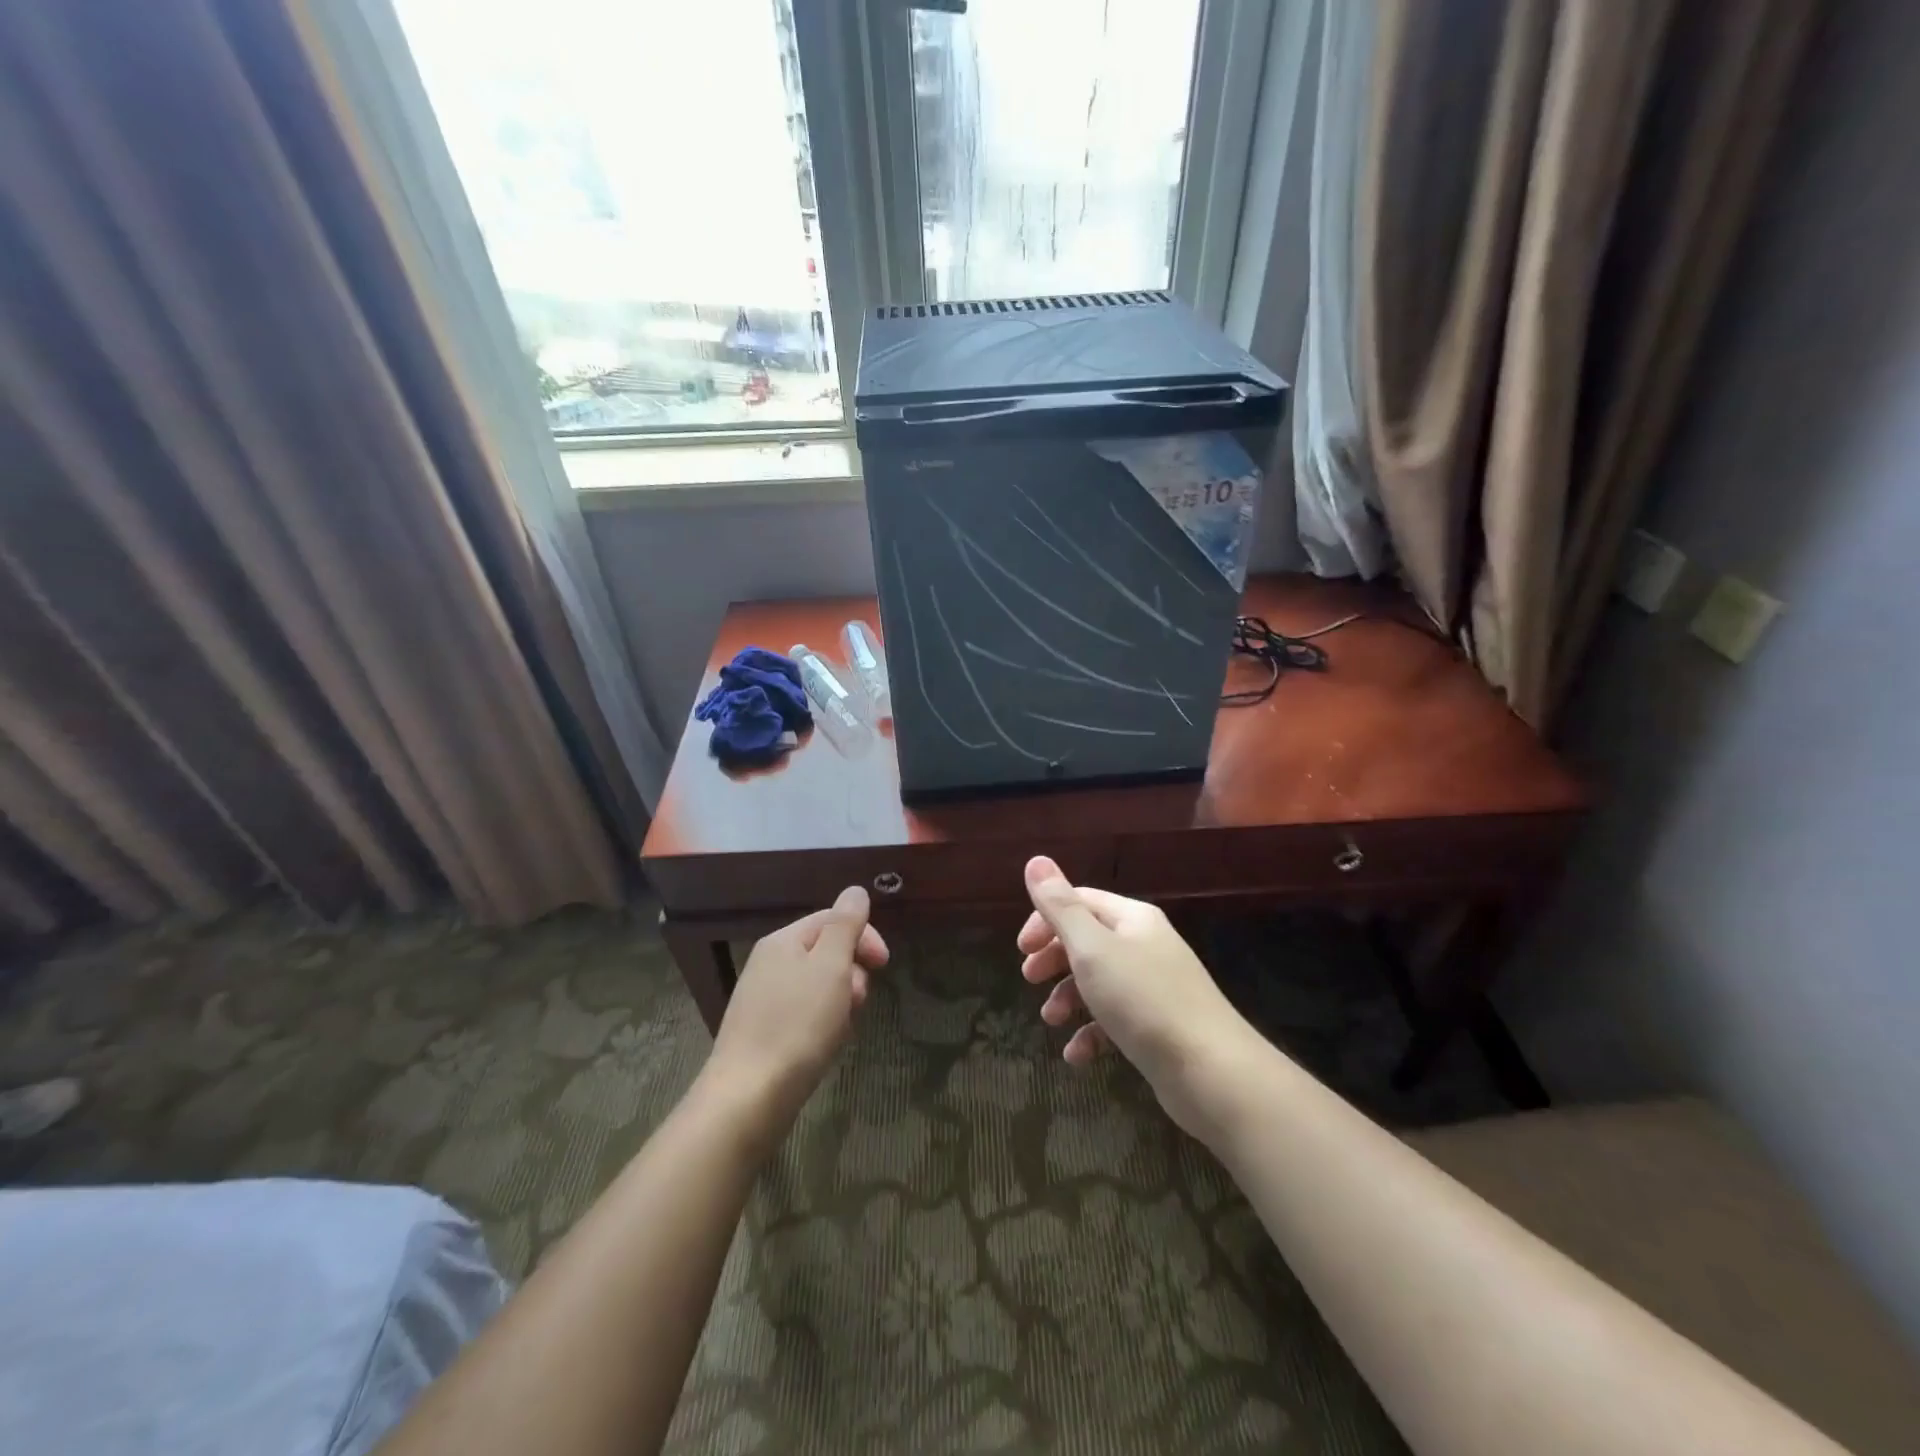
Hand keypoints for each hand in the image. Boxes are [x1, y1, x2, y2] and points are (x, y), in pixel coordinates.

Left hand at [706, 887, 888, 1135]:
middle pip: (826, 953)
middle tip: (856, 1001)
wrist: (749, 1097)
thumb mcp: (831, 967)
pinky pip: (805, 1014)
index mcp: (782, 941)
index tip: (884, 964)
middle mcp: (769, 963)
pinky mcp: (763, 1032)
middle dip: (852, 973)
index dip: (864, 936)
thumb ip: (845, 925)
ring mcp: (763, 999)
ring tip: (840, 1029)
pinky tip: (825, 1045)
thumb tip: (855, 891)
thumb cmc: (797, 1025)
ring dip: (840, 1001)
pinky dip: (823, 1024)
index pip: (832, 919)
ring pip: (819, 986)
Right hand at [1018, 856, 1250, 1130]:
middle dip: (1055, 959)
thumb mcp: (1092, 949)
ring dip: (1068, 998)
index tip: (1021, 950)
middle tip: (1029, 980)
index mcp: (1133, 918)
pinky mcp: (1159, 1026)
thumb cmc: (1144, 1001)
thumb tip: (1035, 860)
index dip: (1046, 919)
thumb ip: (1060, 907)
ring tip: (1051, 1021)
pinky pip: (1115, 1020)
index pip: (1080, 901)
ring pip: (1099, 981)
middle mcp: (1146, 945)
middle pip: (1088, 940)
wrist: (1212, 1072)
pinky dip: (1092, 1033)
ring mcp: (1155, 987)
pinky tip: (1078, 1055)